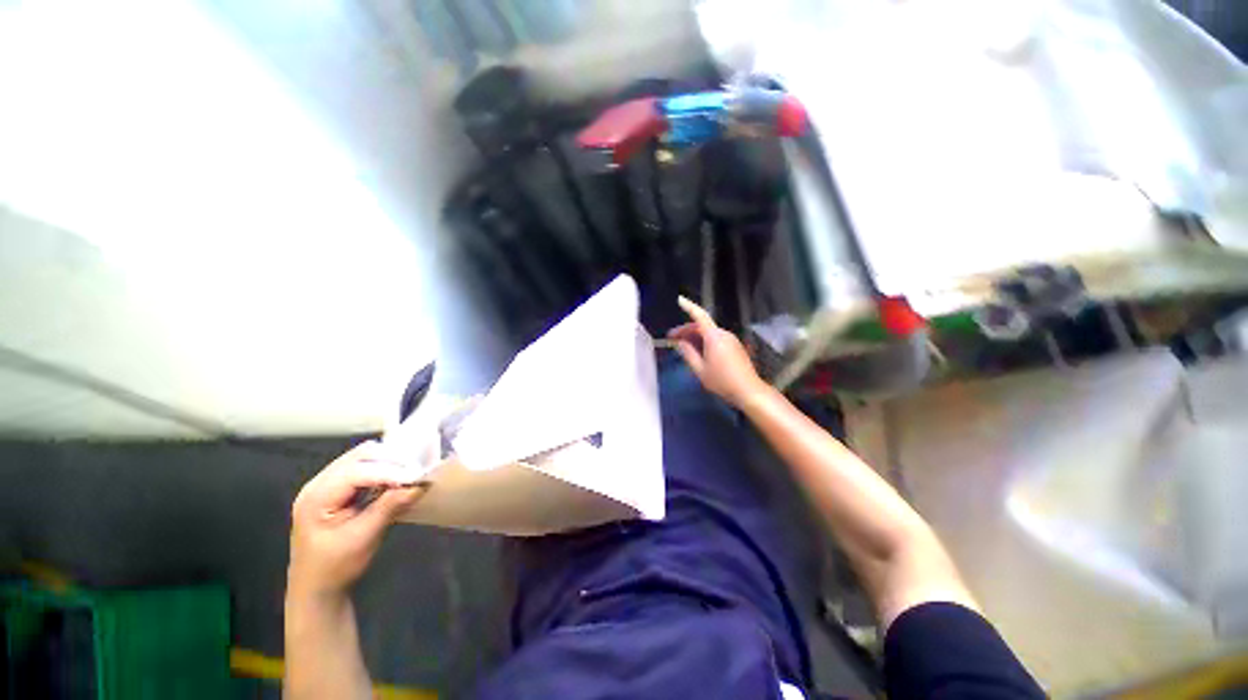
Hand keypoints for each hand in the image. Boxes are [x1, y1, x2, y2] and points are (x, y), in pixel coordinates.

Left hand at [288, 441, 426, 599]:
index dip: (389, 471)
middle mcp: (318, 484)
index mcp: (316, 498)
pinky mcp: (336, 489)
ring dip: (388, 462)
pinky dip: (383, 469)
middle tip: (417, 470)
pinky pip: (362, 467)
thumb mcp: (364, 538)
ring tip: (410, 473)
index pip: (356, 472)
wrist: (316, 589)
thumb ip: (389, 507)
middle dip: (391, 460)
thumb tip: (419, 484)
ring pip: (362, 458)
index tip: (418, 476)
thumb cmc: (336, 567)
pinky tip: (397, 479)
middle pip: (359, 456)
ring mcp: (325, 484)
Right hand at [669, 296, 767, 407]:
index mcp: (714, 336)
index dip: (689, 306)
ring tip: (683, 347)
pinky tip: (698, 352)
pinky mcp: (735, 346)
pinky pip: (716, 339)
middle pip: (702, 326)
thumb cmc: (722, 381)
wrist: (749, 390)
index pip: (699, 316)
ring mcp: (731, 340)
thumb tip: (680, 342)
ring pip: (708, 333)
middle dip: (686, 330)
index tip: (679, 299)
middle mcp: (723, 334)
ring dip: (694, 337)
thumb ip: (688, 354)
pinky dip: (704, 341)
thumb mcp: (700, 370)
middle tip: (672, 339)